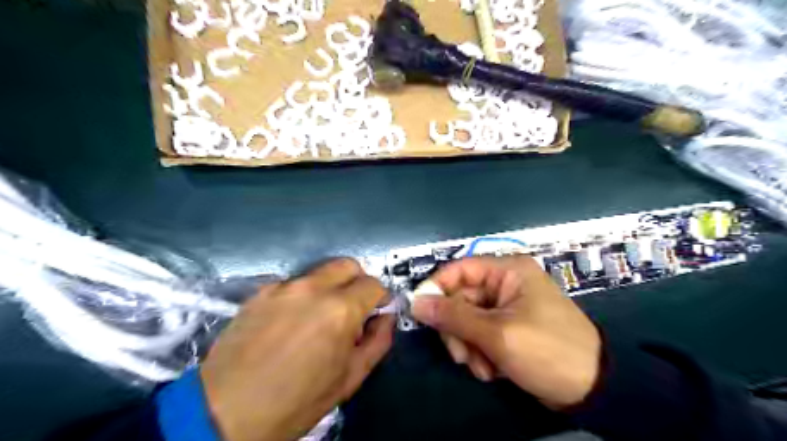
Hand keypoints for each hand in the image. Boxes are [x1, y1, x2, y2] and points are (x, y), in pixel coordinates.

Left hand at [199, 259, 392, 440]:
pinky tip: (289, 321)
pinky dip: (301, 295)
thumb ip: (378, 341)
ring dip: (329, 288)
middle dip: (357, 282)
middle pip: (348, 265)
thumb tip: (386, 317)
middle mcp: (313, 288)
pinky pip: (292, 284)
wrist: (224, 413)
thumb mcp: (349, 378)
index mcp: (340, 310)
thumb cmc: (296, 401)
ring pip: (320, 273)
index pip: (374, 284)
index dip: (380, 298)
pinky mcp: (260, 292)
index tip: (376, 312)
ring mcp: (283, 287)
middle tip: (352, 308)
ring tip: (317, 318)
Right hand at [412, 254, 604, 409]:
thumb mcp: (497, 333)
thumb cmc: (547, 351)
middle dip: (457, 329)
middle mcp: (505, 283)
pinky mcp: (508, 327)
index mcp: (507, 271)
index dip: (437, 288)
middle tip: (461, 355)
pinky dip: (480, 352)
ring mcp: (506, 307)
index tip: (421, 312)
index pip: (459, 269)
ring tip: (483, 367)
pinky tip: (493, 369)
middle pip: (460, 298)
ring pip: (466, 320)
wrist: (592, 390)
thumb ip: (453, 316)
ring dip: (468, 345)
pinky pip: (479, 334)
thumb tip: (416, 302)